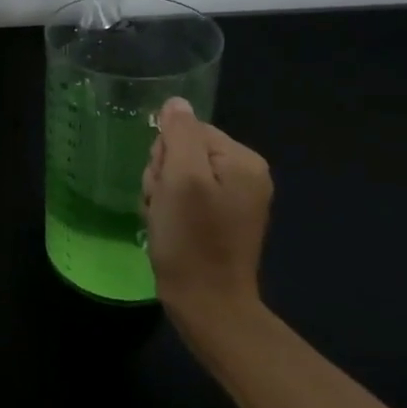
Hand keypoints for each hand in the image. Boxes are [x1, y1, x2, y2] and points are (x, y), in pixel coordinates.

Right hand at [142, 97, 272, 328]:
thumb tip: (176, 103)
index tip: (166, 186)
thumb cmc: (192, 239)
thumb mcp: (180, 179)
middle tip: (164, 205)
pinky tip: (168, 229)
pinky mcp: (220, 221)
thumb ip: (179, 134)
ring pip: (176, 175)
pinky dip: (169, 211)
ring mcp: (233, 200)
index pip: (188, 130)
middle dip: (162, 175)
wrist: (207, 304)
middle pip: (182, 151)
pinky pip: (183, 198)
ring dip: (161, 195)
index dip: (166, 155)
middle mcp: (245, 175)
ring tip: (164, 220)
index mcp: (243, 160)